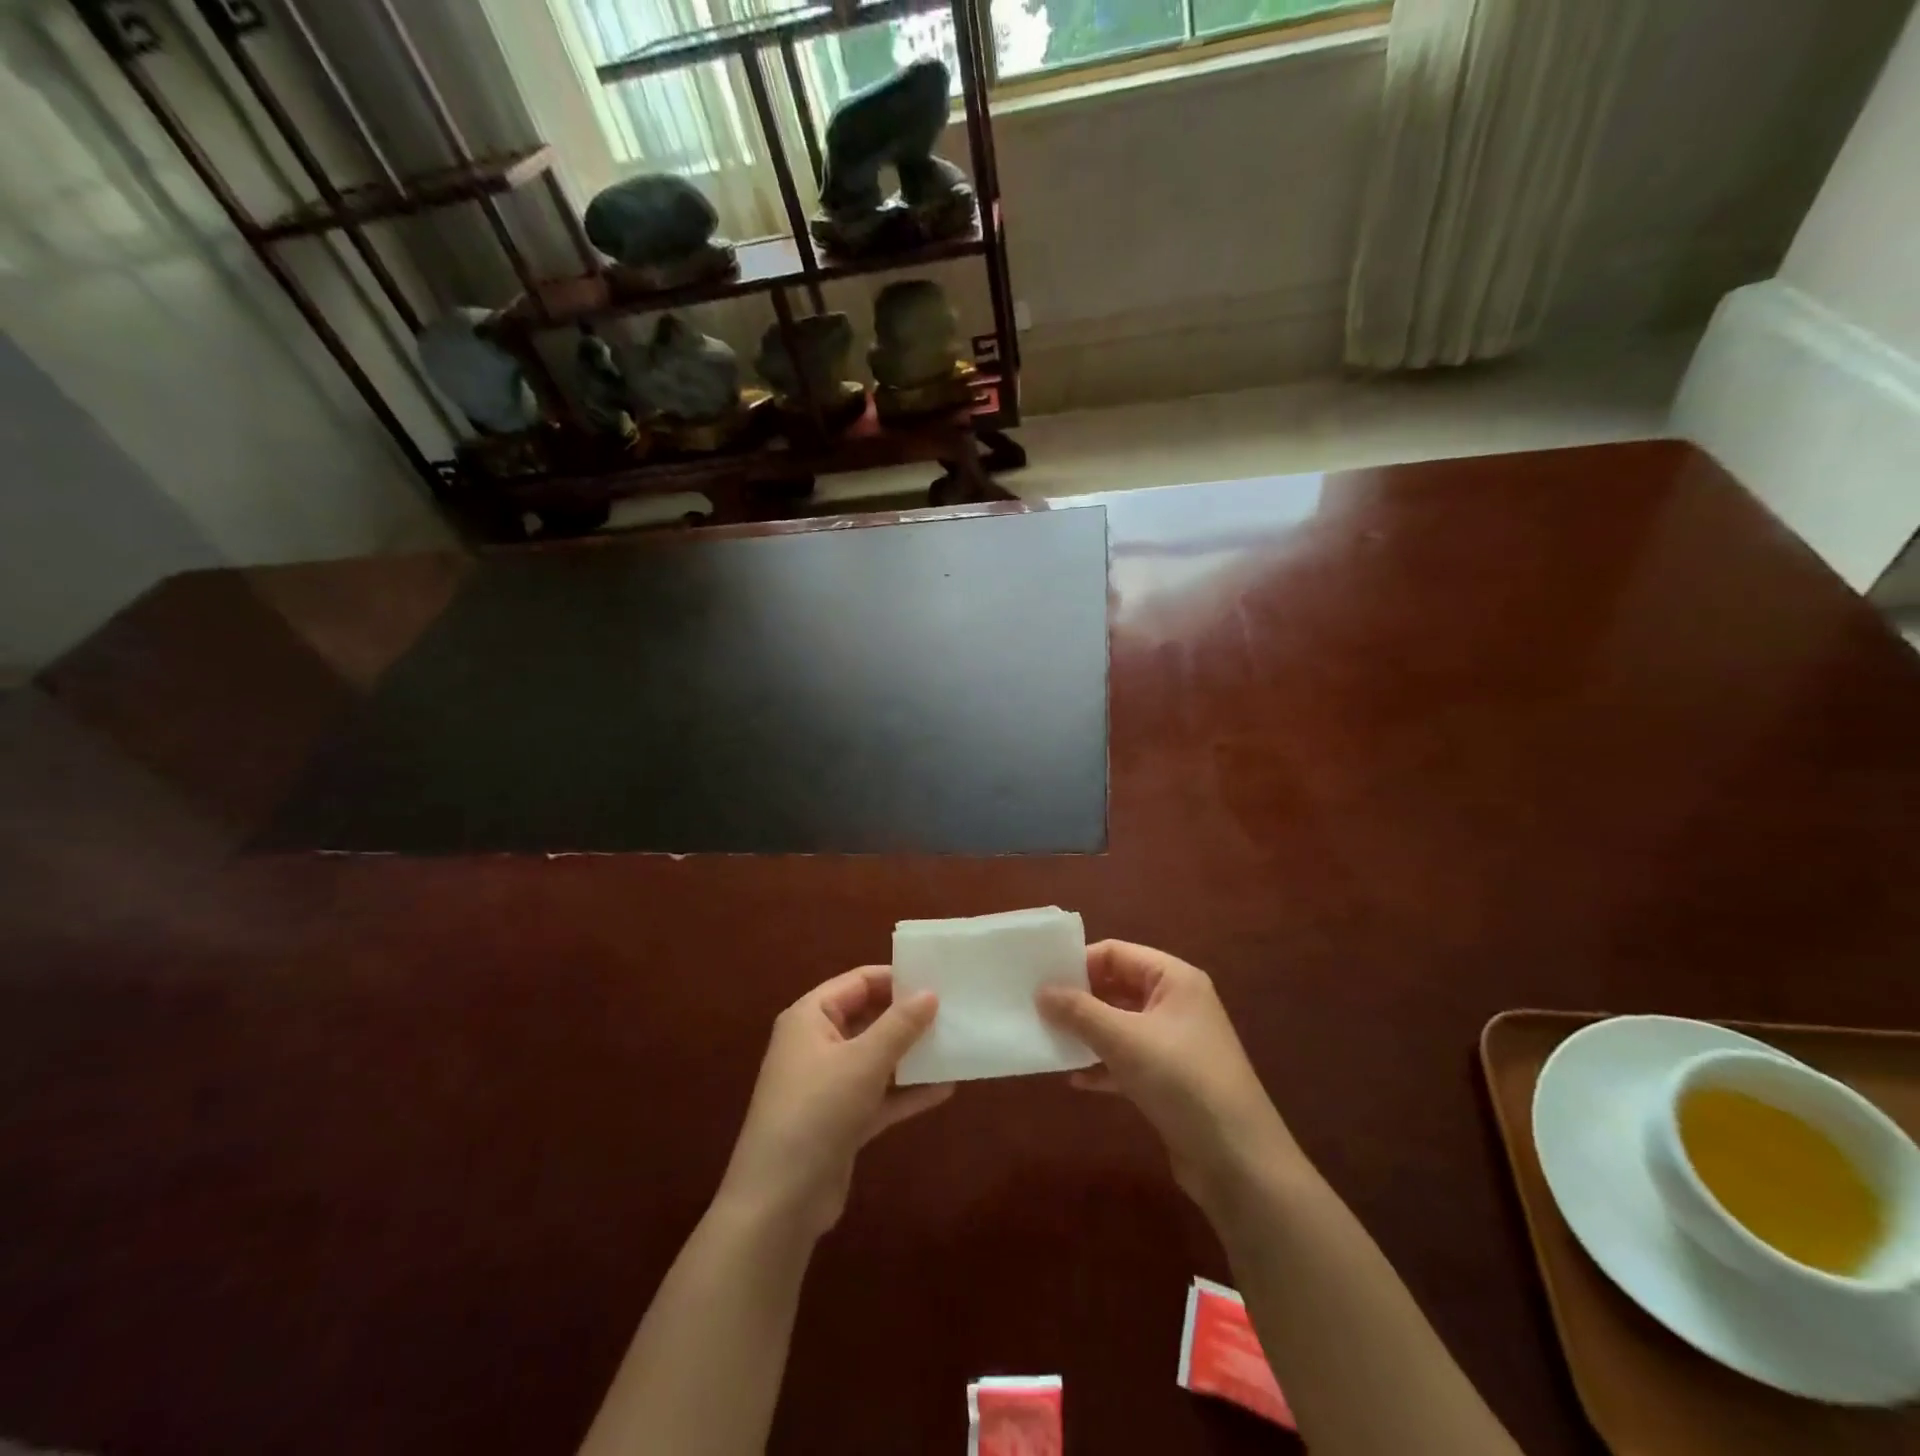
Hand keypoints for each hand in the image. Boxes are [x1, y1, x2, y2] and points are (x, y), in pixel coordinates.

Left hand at [717, 967, 952, 1238]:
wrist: (779, 1202)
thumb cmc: (818, 1111)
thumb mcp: (863, 1061)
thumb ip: (900, 1025)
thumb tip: (930, 992)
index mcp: (810, 1017)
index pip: (858, 982)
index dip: (896, 978)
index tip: (938, 979)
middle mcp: (817, 1044)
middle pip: (868, 1017)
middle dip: (908, 1017)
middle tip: (953, 1010)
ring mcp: (828, 1085)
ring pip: (876, 1058)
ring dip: (911, 1054)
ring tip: (955, 1044)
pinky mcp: (841, 1121)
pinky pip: (879, 1094)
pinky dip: (907, 1091)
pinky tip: (945, 1089)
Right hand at [1037, 941, 1298, 1209]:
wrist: (1238, 1162)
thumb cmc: (1182, 1081)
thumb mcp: (1124, 1039)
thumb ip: (1079, 1011)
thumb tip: (1041, 991)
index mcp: (1174, 979)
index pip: (1117, 953)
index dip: (1079, 963)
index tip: (1041, 980)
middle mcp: (1176, 1003)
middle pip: (1117, 987)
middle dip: (1080, 999)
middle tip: (1037, 1009)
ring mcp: (1175, 1043)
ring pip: (1120, 1025)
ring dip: (1087, 1033)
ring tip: (1049, 1040)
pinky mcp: (1171, 1080)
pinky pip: (1128, 1060)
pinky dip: (1103, 1065)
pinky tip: (1076, 1080)